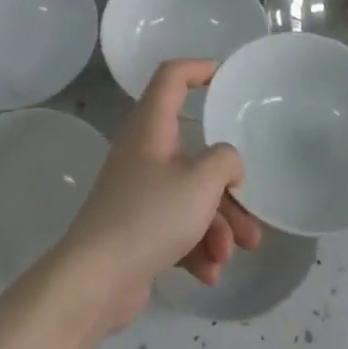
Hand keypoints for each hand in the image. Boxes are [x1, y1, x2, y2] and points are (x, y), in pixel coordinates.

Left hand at [53, 60, 263, 333]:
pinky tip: (208, 273)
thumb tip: (227, 163)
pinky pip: (176, 226)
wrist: (96, 280)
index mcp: (151, 127)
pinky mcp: (137, 227)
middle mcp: (143, 152)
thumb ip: (225, 161)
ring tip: (232, 253)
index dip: (198, 68)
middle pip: (193, 152)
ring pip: (189, 195)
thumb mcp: (201, 182)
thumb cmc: (150, 216)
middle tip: (251, 213)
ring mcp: (139, 191)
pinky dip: (195, 246)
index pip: (171, 77)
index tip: (225, 76)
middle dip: (226, 186)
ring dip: (217, 224)